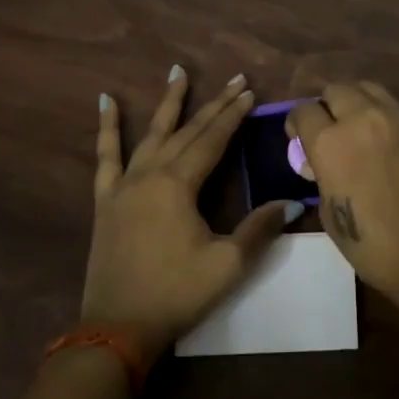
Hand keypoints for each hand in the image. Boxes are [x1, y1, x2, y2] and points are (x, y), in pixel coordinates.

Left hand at [83, 65, 295, 353]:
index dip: (233, 116)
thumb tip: (294, 202)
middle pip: (188, 131)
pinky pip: (105, 155)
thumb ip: (260, 228)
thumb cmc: (177, 293)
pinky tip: (105, 101)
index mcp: (179, 185)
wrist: (118, 328)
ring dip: (168, 102)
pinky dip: (107, 126)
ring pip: (151, 134)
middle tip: (235, 79)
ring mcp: (124, 184)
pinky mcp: (106, 199)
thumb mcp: (228, 264)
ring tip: (178, 71)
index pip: (213, 140)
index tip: (250, 92)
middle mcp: (150, 174)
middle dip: (214, 104)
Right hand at [287, 82, 398, 306]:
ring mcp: (394, 117)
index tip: (299, 140)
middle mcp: (360, 118)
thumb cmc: (373, 245)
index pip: (303, 112)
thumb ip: (321, 176)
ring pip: (365, 88)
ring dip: (353, 101)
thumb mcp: (330, 213)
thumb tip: (319, 163)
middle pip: (334, 90)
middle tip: (328, 131)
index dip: (297, 124)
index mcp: (329, 142)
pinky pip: (390, 104)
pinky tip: (381, 138)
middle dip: (325, 107)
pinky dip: (378, 112)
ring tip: (355, 126)